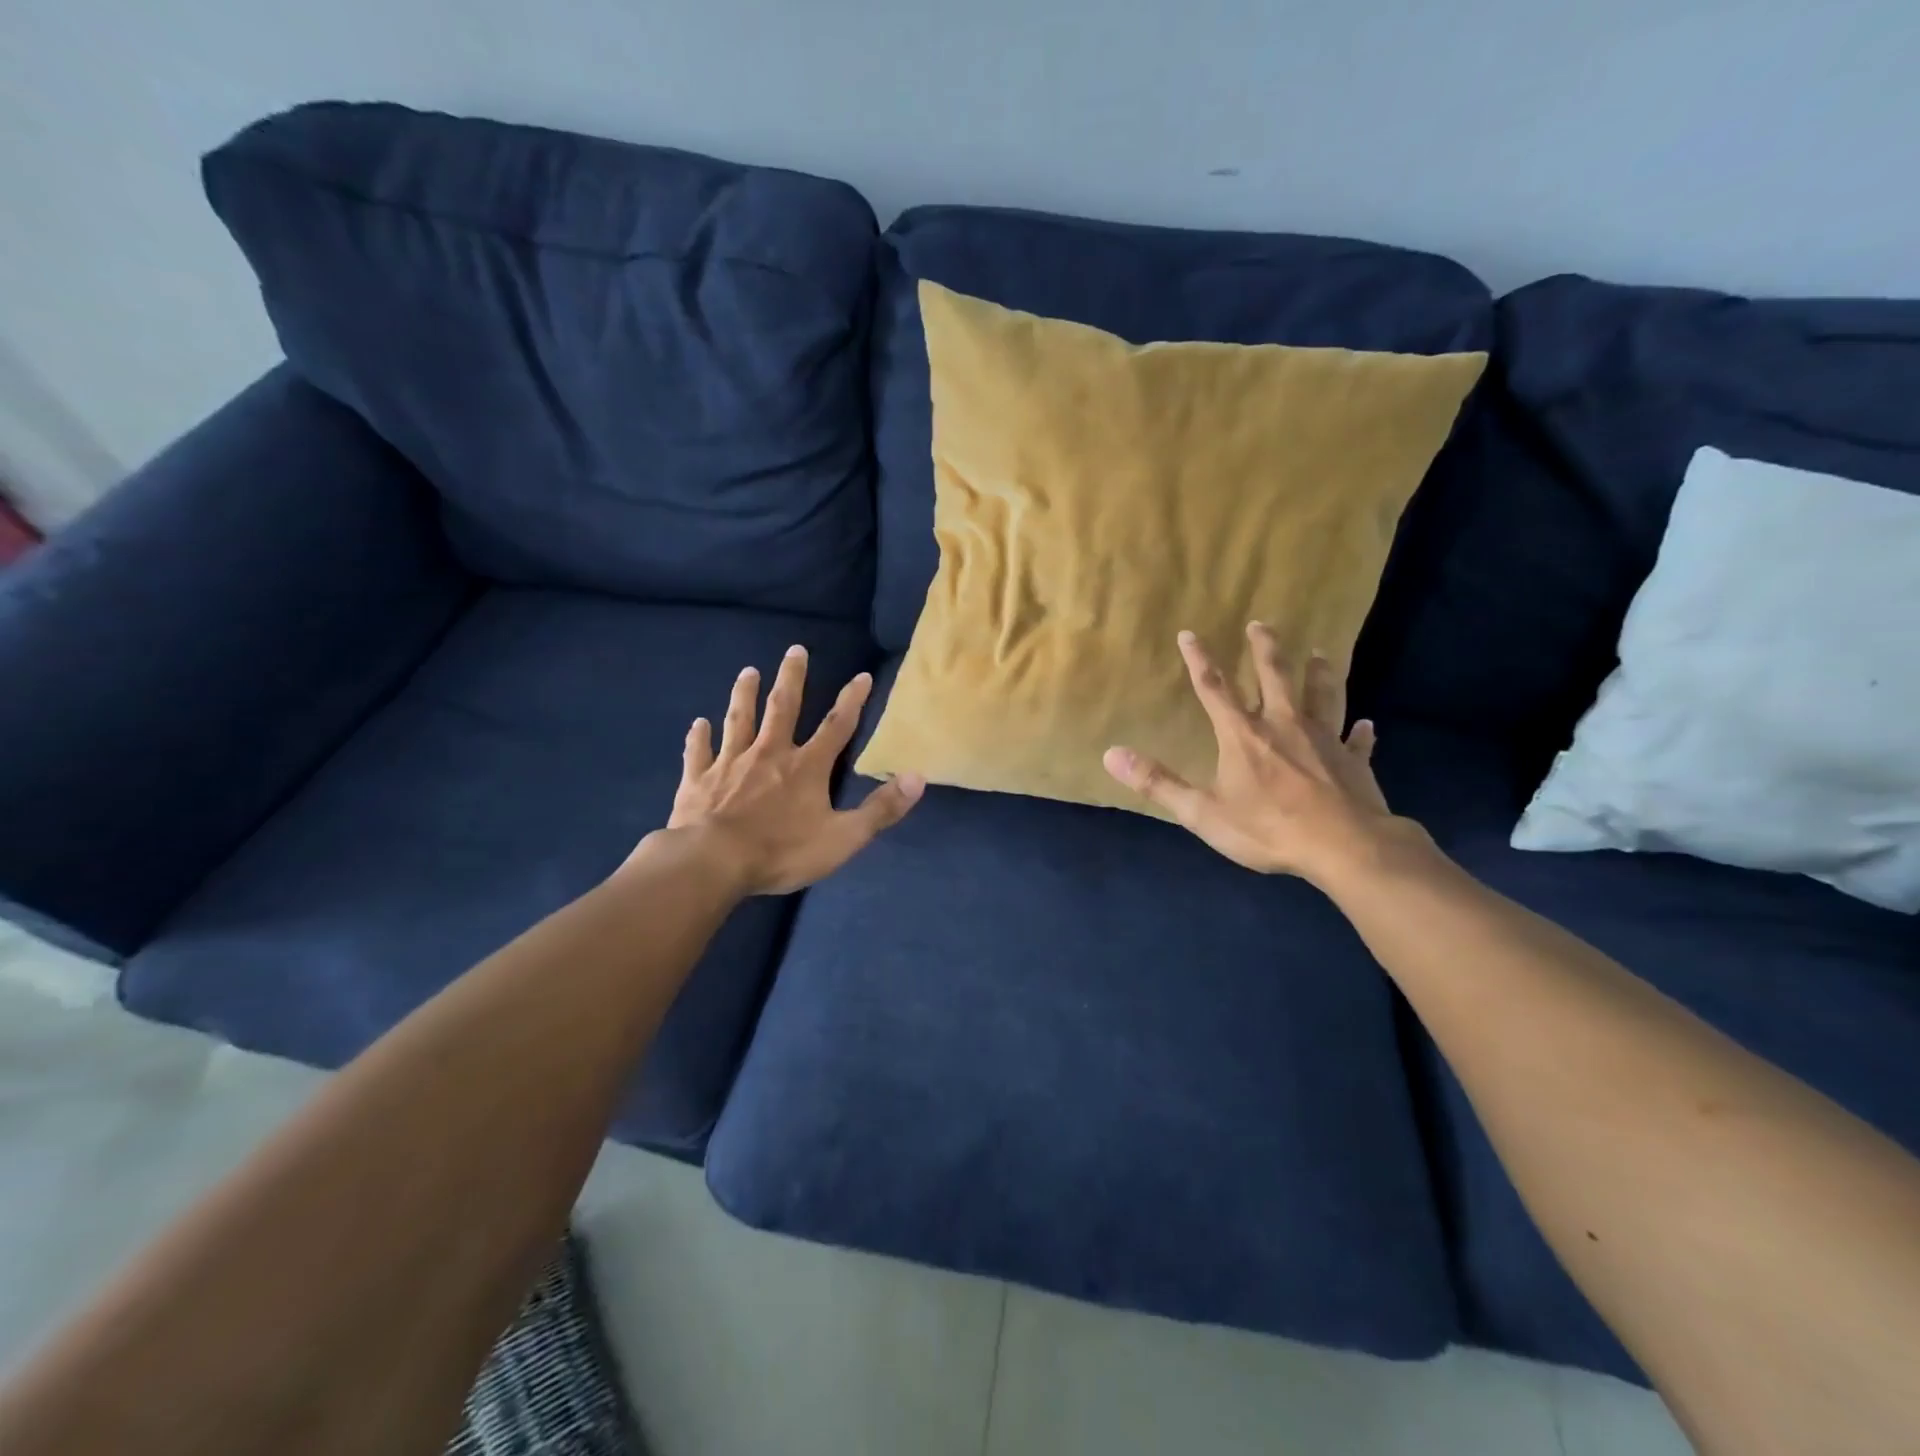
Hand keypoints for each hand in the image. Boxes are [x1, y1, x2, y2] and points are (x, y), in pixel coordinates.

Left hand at [657, 647, 923, 895]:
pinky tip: (698, 723)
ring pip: (740, 720)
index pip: (836, 726)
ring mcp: (730, 763)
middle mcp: (769, 754)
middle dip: (792, 678)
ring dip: (745, 694)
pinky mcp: (698, 780)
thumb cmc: (782, 851)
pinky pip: (700, 752)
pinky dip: (700, 737)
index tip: (861, 676)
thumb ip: (881, 809)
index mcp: (806, 767)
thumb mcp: (843, 837)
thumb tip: (918, 778)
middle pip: (783, 708)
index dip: (852, 701)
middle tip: (795, 649)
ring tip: (748, 672)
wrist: (713, 862)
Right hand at [1103, 623, 1408, 885]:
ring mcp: (1324, 740)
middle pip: (1274, 676)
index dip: (1199, 659)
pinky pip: (1358, 741)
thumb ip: (1158, 782)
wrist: (1344, 847)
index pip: (1214, 688)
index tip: (1189, 633)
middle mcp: (1284, 725)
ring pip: (1323, 696)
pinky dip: (1361, 733)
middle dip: (1264, 649)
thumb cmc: (1268, 829)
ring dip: (1319, 673)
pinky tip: (1367, 725)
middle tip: (1261, 624)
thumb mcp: (1202, 812)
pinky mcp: (1353, 761)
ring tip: (1319, 653)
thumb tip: (1111, 754)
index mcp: (1243, 735)